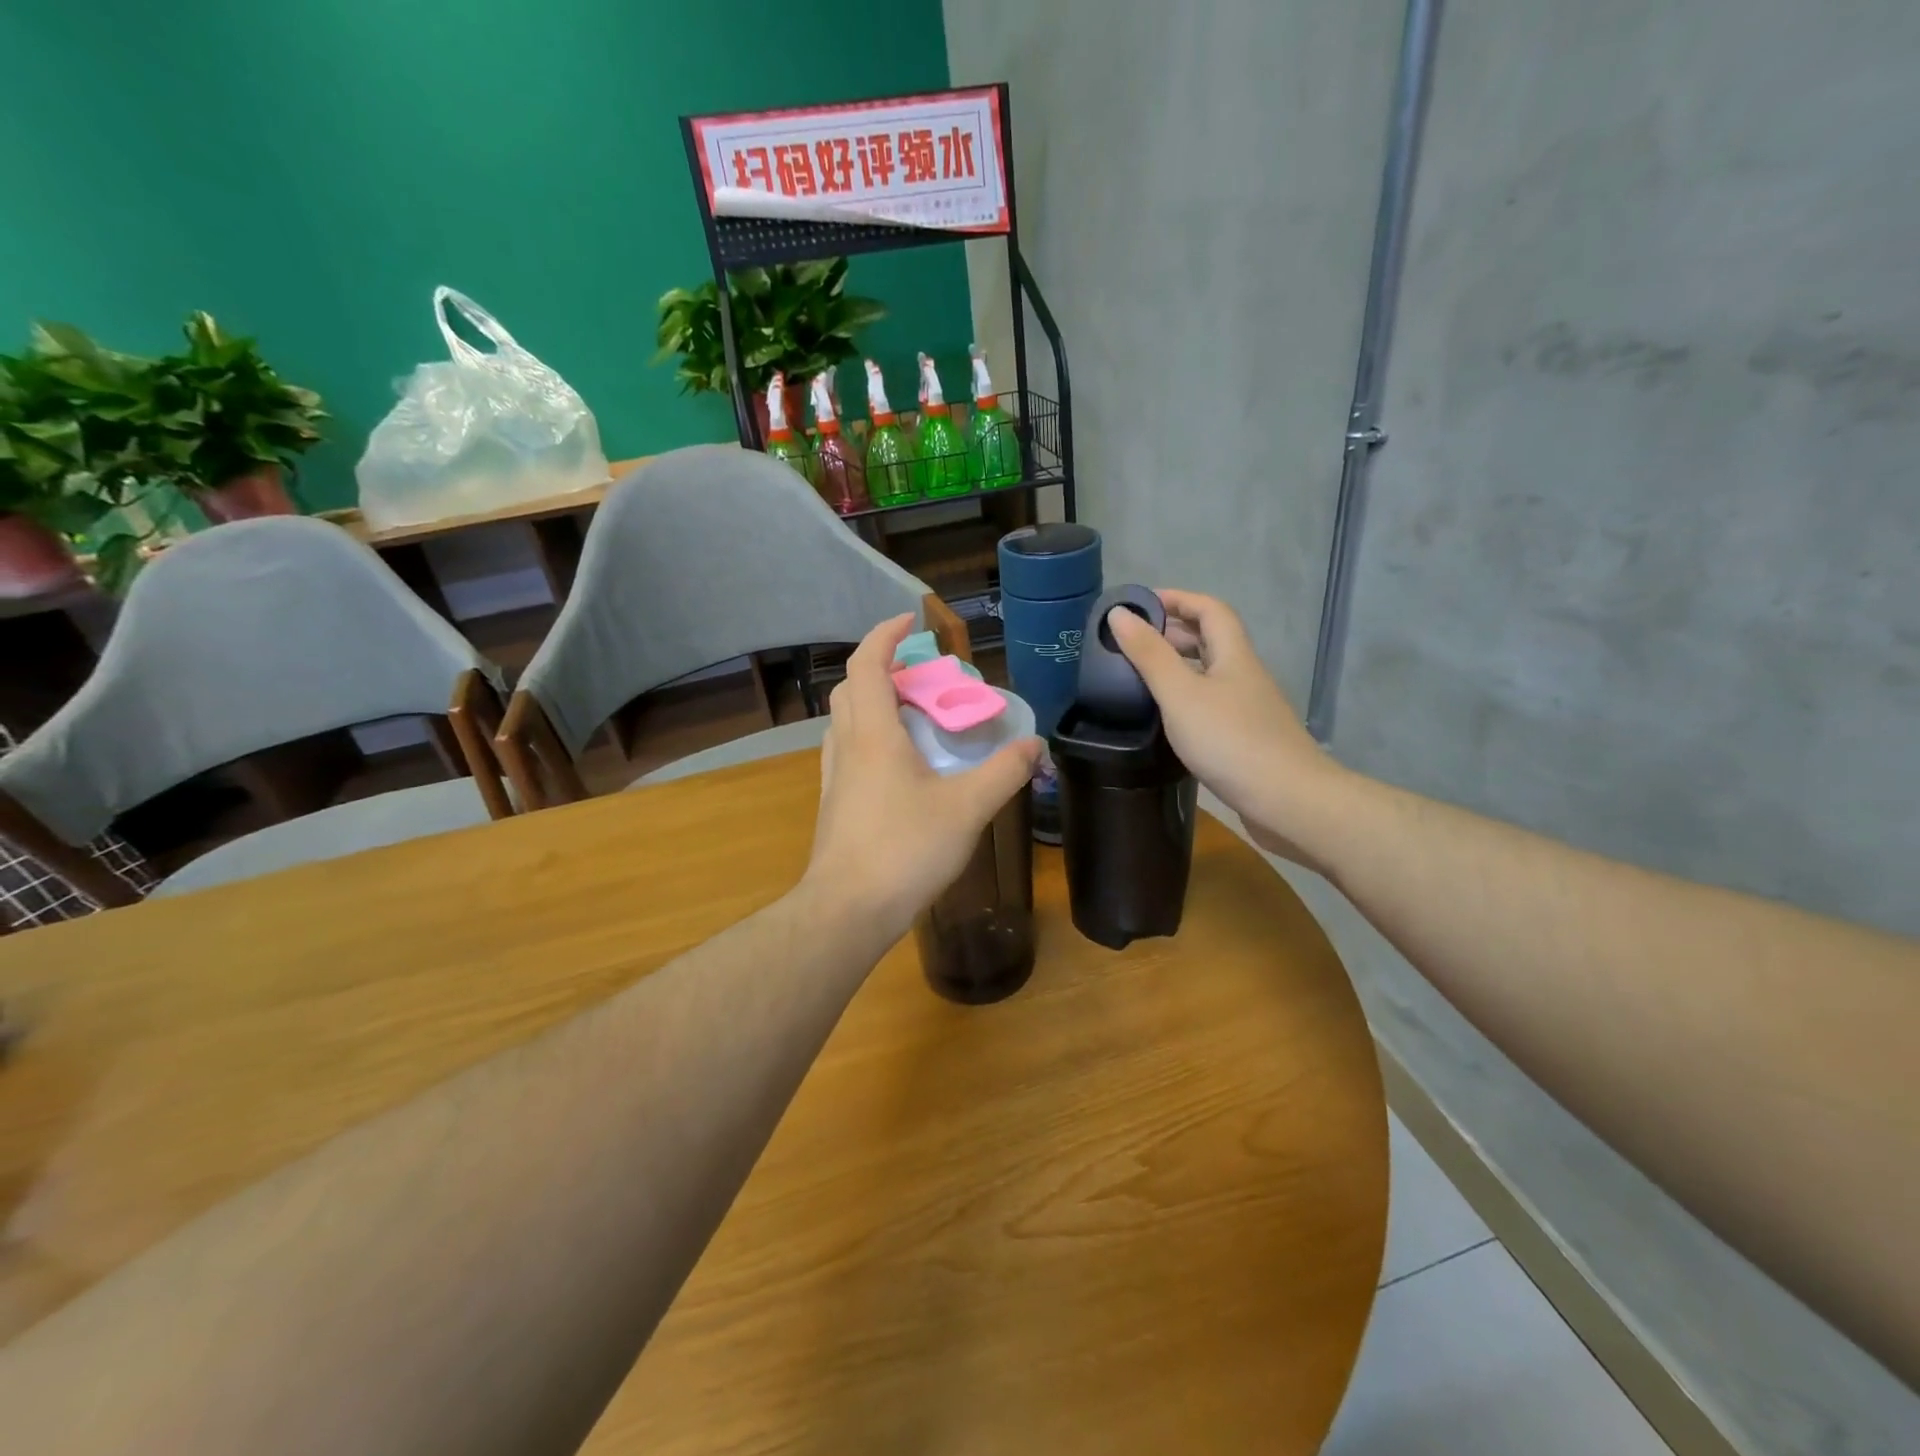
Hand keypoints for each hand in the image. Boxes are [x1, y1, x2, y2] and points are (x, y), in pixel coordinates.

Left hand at [802, 614, 1039, 941]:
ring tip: (914, 716)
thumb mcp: (967, 808)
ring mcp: (835, 777)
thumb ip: (1004, 772)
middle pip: (852, 689)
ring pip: (846, 722)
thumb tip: (1036, 745)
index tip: (910, 623)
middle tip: (922, 676)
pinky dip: (871, 738)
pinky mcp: (835, 804)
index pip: (867, 665)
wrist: (847, 910)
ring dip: (874, 704)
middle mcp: (847, 747)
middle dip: (883, 669)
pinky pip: (849, 752)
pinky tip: (901, 766)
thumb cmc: (905, 850)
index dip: (885, 636)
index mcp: (873, 734)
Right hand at [1106, 591, 1344, 866]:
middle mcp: (1244, 675)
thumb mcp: (1180, 694)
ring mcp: (1248, 709)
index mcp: (1233, 655)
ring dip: (1176, 667)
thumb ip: (1149, 655)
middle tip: (1129, 643)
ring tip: (1137, 677)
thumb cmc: (1230, 740)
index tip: (1138, 605)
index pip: (1209, 609)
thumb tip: (1119, 614)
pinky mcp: (1245, 739)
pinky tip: (1164, 719)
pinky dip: (1184, 700)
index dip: (1177, 599)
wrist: (1287, 800)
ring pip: (1209, 674)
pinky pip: (1210, 705)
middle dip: (1171, 633)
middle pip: (1210, 640)